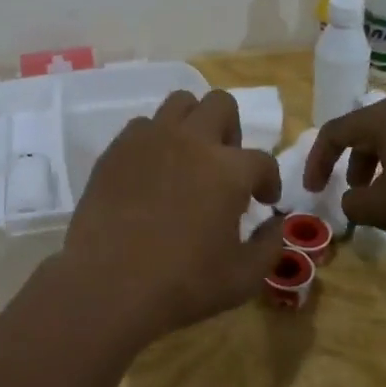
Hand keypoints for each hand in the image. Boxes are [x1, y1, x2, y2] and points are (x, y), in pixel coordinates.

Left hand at [55, 89, 283, 345]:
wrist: (108, 283)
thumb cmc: (183, 284)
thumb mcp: (243, 278)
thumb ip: (270, 245)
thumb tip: (277, 223)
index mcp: (228, 169)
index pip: (262, 160)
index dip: (268, 180)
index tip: (264, 200)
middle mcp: (192, 140)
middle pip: (221, 105)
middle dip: (232, 131)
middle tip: (226, 166)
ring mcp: (151, 138)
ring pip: (180, 103)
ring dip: (193, 124)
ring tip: (189, 158)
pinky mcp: (118, 148)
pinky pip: (143, 125)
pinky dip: (155, 139)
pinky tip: (153, 171)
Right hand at [303, 98, 385, 247]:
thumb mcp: (382, 209)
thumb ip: (353, 204)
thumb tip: (353, 200)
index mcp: (383, 119)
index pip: (335, 132)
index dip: (317, 161)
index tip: (314, 189)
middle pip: (366, 131)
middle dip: (351, 163)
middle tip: (352, 192)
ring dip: (379, 165)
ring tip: (385, 197)